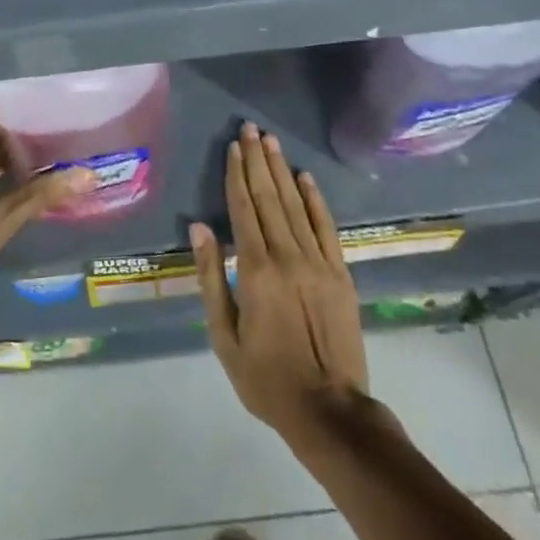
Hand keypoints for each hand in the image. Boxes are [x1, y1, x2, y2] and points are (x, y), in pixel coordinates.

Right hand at [191, 123, 368, 440]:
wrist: (330, 411)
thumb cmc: (266, 378)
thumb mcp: (224, 335)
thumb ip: (211, 277)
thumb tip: (199, 228)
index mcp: (255, 270)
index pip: (243, 209)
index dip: (236, 175)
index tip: (232, 147)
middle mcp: (287, 256)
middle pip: (269, 197)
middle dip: (257, 160)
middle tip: (250, 128)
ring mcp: (318, 263)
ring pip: (296, 205)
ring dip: (281, 170)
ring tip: (270, 141)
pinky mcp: (340, 274)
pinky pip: (326, 227)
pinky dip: (315, 200)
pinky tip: (305, 177)